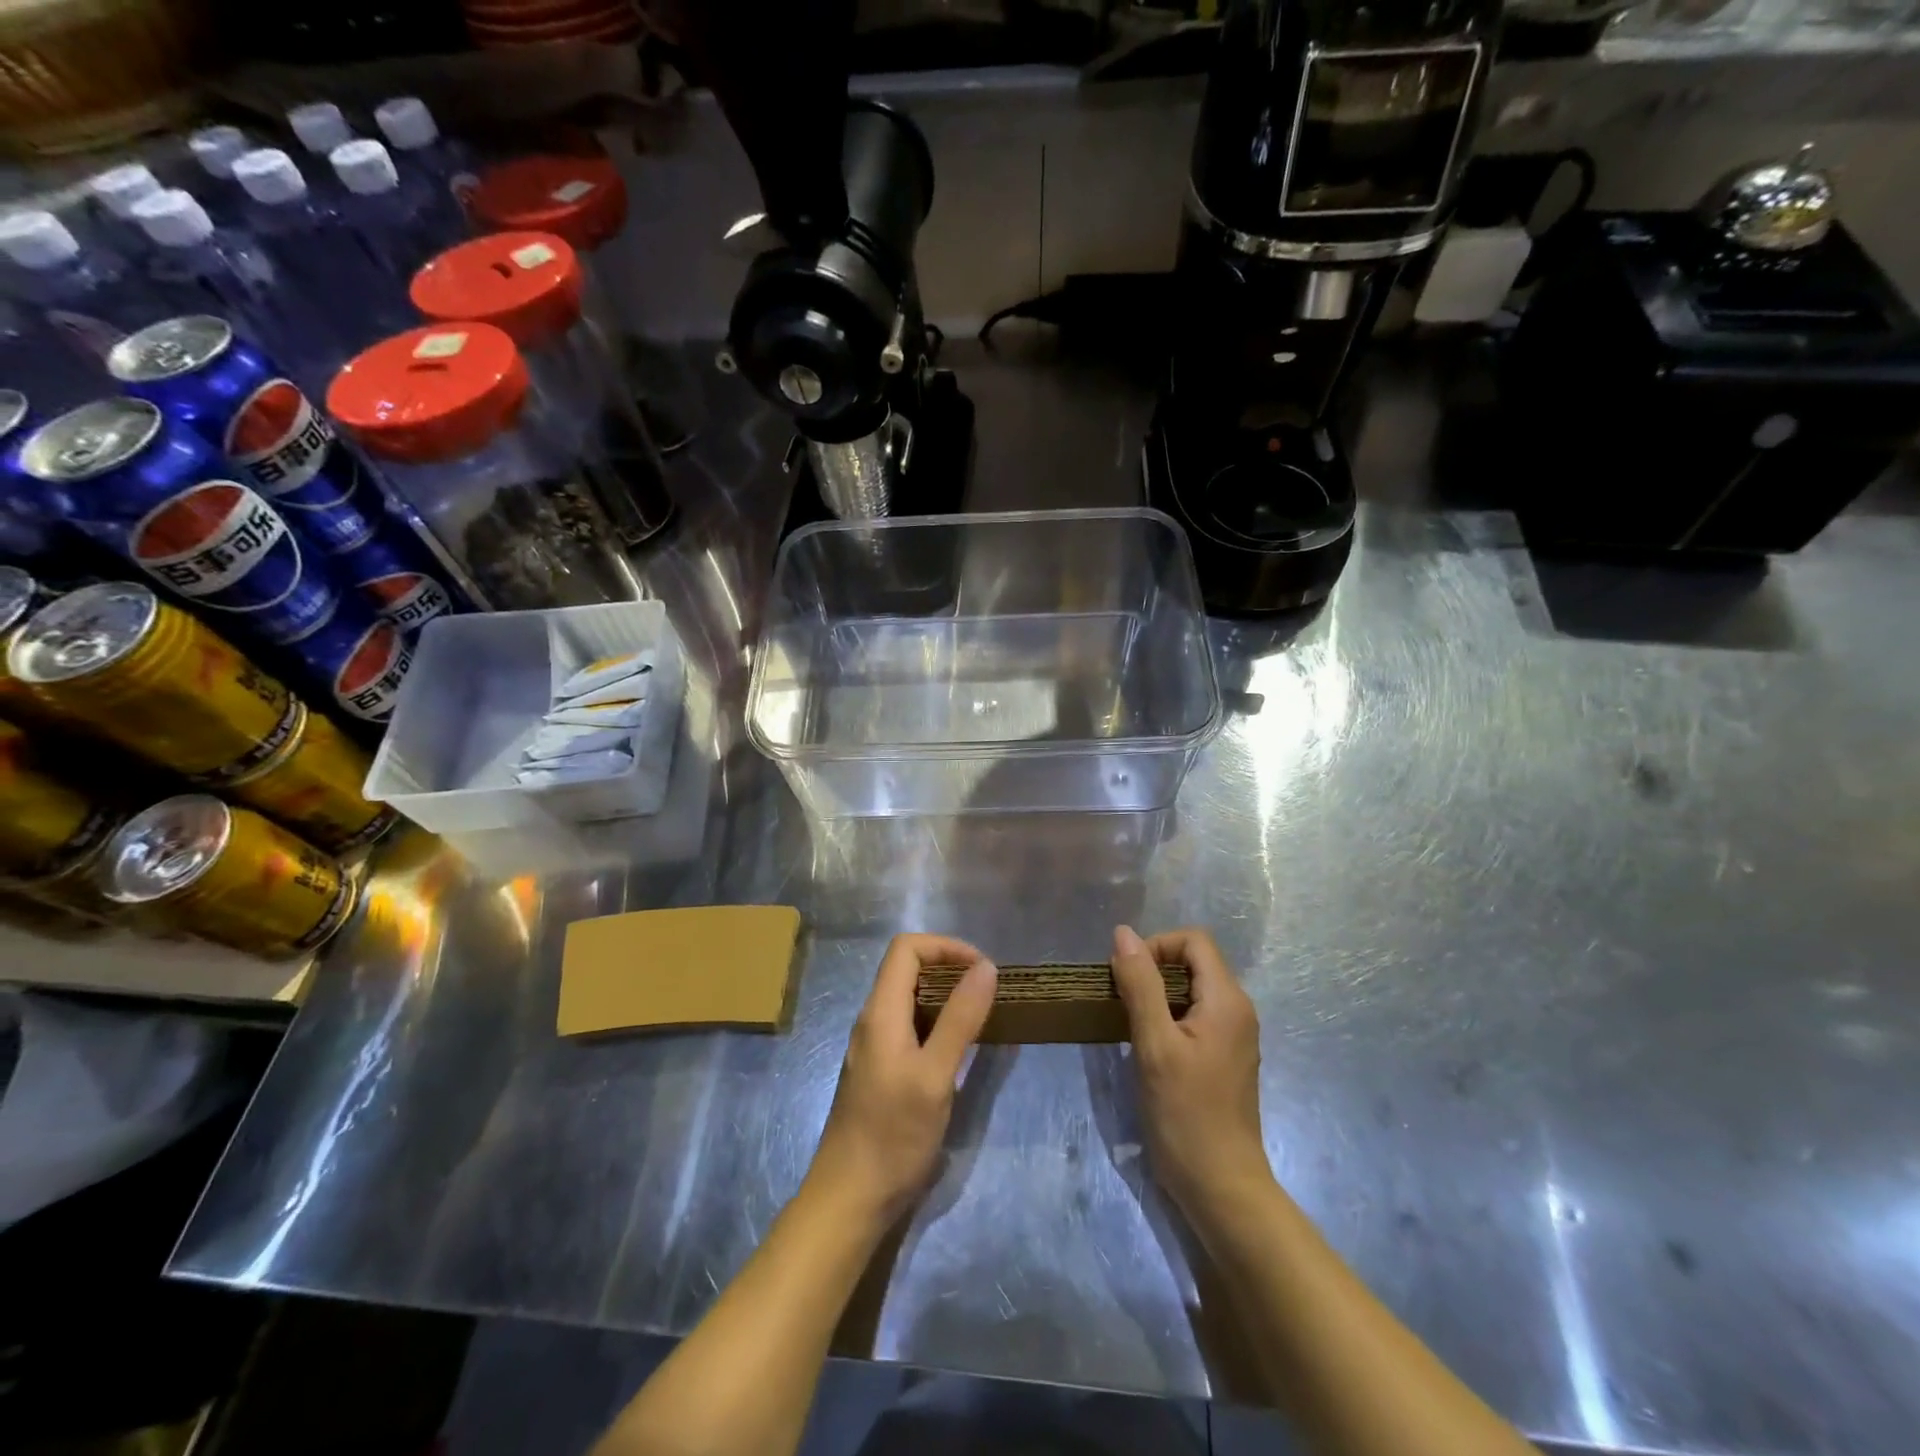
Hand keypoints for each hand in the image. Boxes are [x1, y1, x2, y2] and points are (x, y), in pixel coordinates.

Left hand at [804, 934, 996, 1226]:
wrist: (849, 1199)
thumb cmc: (892, 1135)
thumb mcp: (935, 1075)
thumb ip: (960, 1018)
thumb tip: (985, 967)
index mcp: (880, 1012)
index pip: (906, 948)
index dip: (945, 946)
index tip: (981, 969)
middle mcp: (872, 1020)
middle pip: (907, 969)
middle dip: (949, 968)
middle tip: (987, 992)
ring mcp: (873, 1046)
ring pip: (909, 999)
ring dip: (945, 996)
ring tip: (981, 1016)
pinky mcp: (880, 1070)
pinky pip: (909, 1026)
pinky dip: (937, 1022)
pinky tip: (959, 1049)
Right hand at [1110, 924, 1270, 1219]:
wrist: (1221, 1187)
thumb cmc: (1186, 1114)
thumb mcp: (1155, 1044)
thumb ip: (1140, 984)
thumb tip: (1123, 933)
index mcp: (1227, 1000)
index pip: (1194, 941)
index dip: (1157, 946)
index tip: (1127, 976)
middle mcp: (1238, 1010)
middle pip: (1194, 962)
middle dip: (1153, 969)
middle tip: (1121, 999)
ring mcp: (1233, 1036)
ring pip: (1192, 990)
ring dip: (1157, 994)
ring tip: (1129, 1022)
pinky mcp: (1224, 1058)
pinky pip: (1195, 1016)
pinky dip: (1167, 1017)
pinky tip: (1147, 1046)